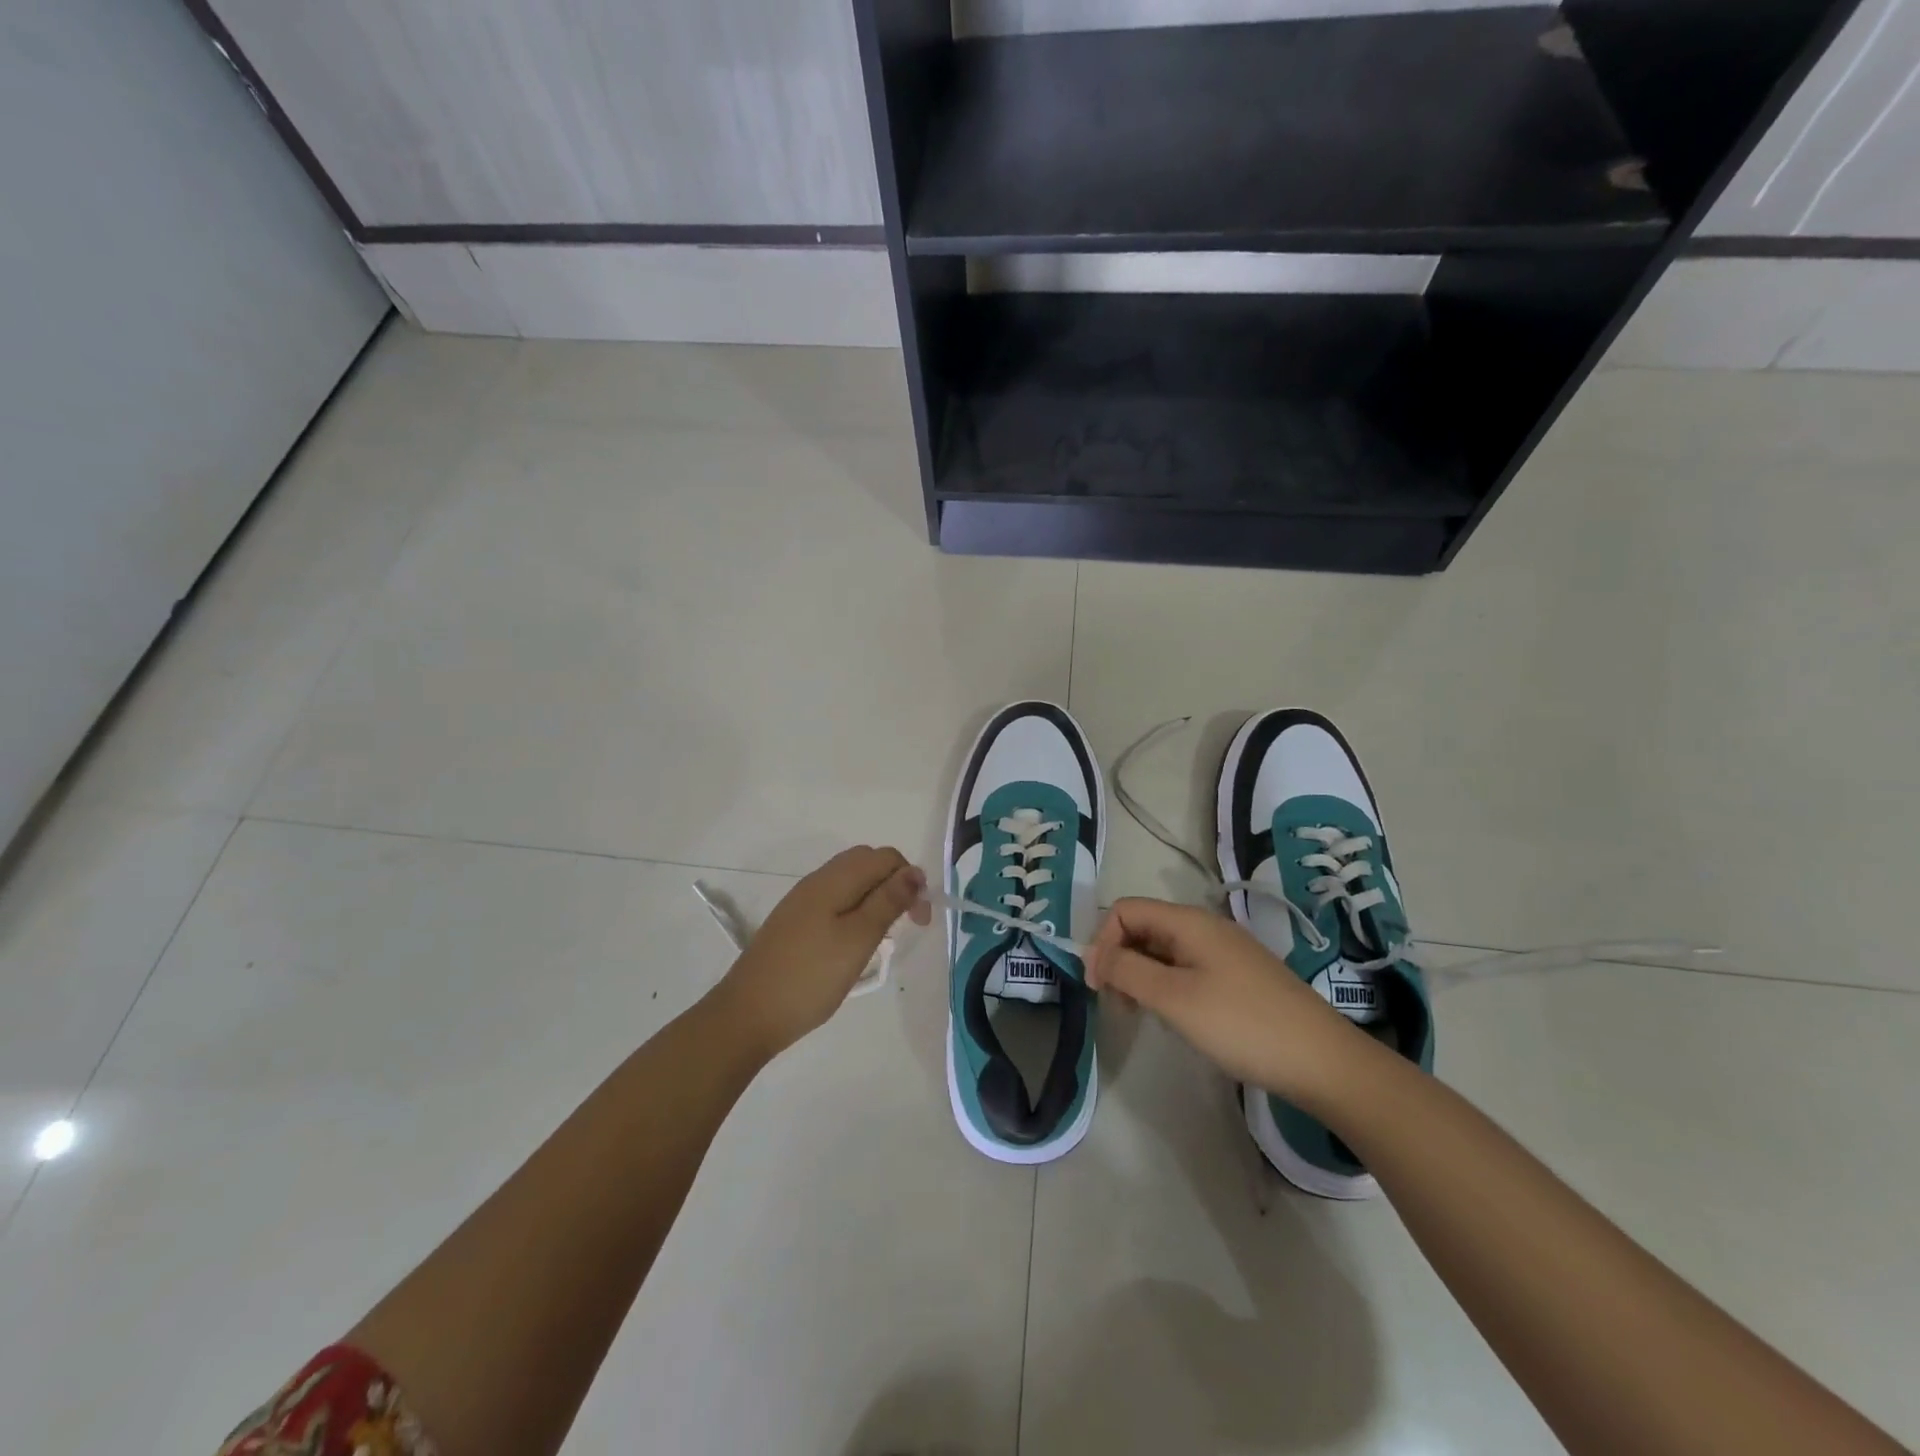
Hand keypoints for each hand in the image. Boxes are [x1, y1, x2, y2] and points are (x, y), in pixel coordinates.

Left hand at [712, 846, 929, 1059]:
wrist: (747, 1015)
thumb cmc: (810, 977)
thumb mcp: (858, 939)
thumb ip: (887, 901)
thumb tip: (914, 871)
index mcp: (834, 879)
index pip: (885, 857)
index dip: (910, 879)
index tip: (920, 918)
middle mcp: (817, 881)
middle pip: (867, 863)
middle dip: (894, 884)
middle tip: (906, 923)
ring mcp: (802, 901)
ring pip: (850, 882)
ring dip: (876, 898)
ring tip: (884, 935)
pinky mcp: (794, 922)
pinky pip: (835, 900)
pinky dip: (855, 911)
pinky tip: (855, 942)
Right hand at [1087, 897, 1364, 1107]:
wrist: (1323, 1061)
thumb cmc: (1241, 1024)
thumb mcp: (1174, 998)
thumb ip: (1126, 970)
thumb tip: (1093, 954)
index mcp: (1188, 921)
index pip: (1125, 910)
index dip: (1102, 942)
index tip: (1097, 986)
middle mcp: (1205, 926)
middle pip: (1143, 928)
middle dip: (1119, 959)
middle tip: (1118, 1005)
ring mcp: (1224, 951)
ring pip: (1163, 951)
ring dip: (1141, 976)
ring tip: (1143, 1015)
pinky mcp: (1238, 976)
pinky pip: (1186, 968)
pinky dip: (1167, 986)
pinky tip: (1176, 1018)